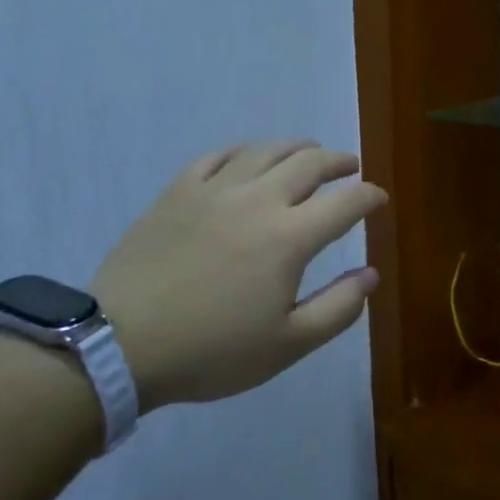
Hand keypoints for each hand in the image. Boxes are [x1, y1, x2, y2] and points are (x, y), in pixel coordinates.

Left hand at [92, 140, 386, 407]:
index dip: (370, 196)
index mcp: (290, 237)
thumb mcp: (287, 345)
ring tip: (308, 154)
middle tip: (350, 168)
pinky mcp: (178, 191)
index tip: (379, 199)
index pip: (346, 202)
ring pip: (266, 150)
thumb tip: (371, 274)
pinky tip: (248, 159)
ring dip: (296, 148)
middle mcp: (258, 200)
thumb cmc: (211, 351)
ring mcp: (215, 190)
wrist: (120, 344)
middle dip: (338, 161)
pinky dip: (244, 152)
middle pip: (309, 163)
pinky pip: (218, 155)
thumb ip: (338, 308)